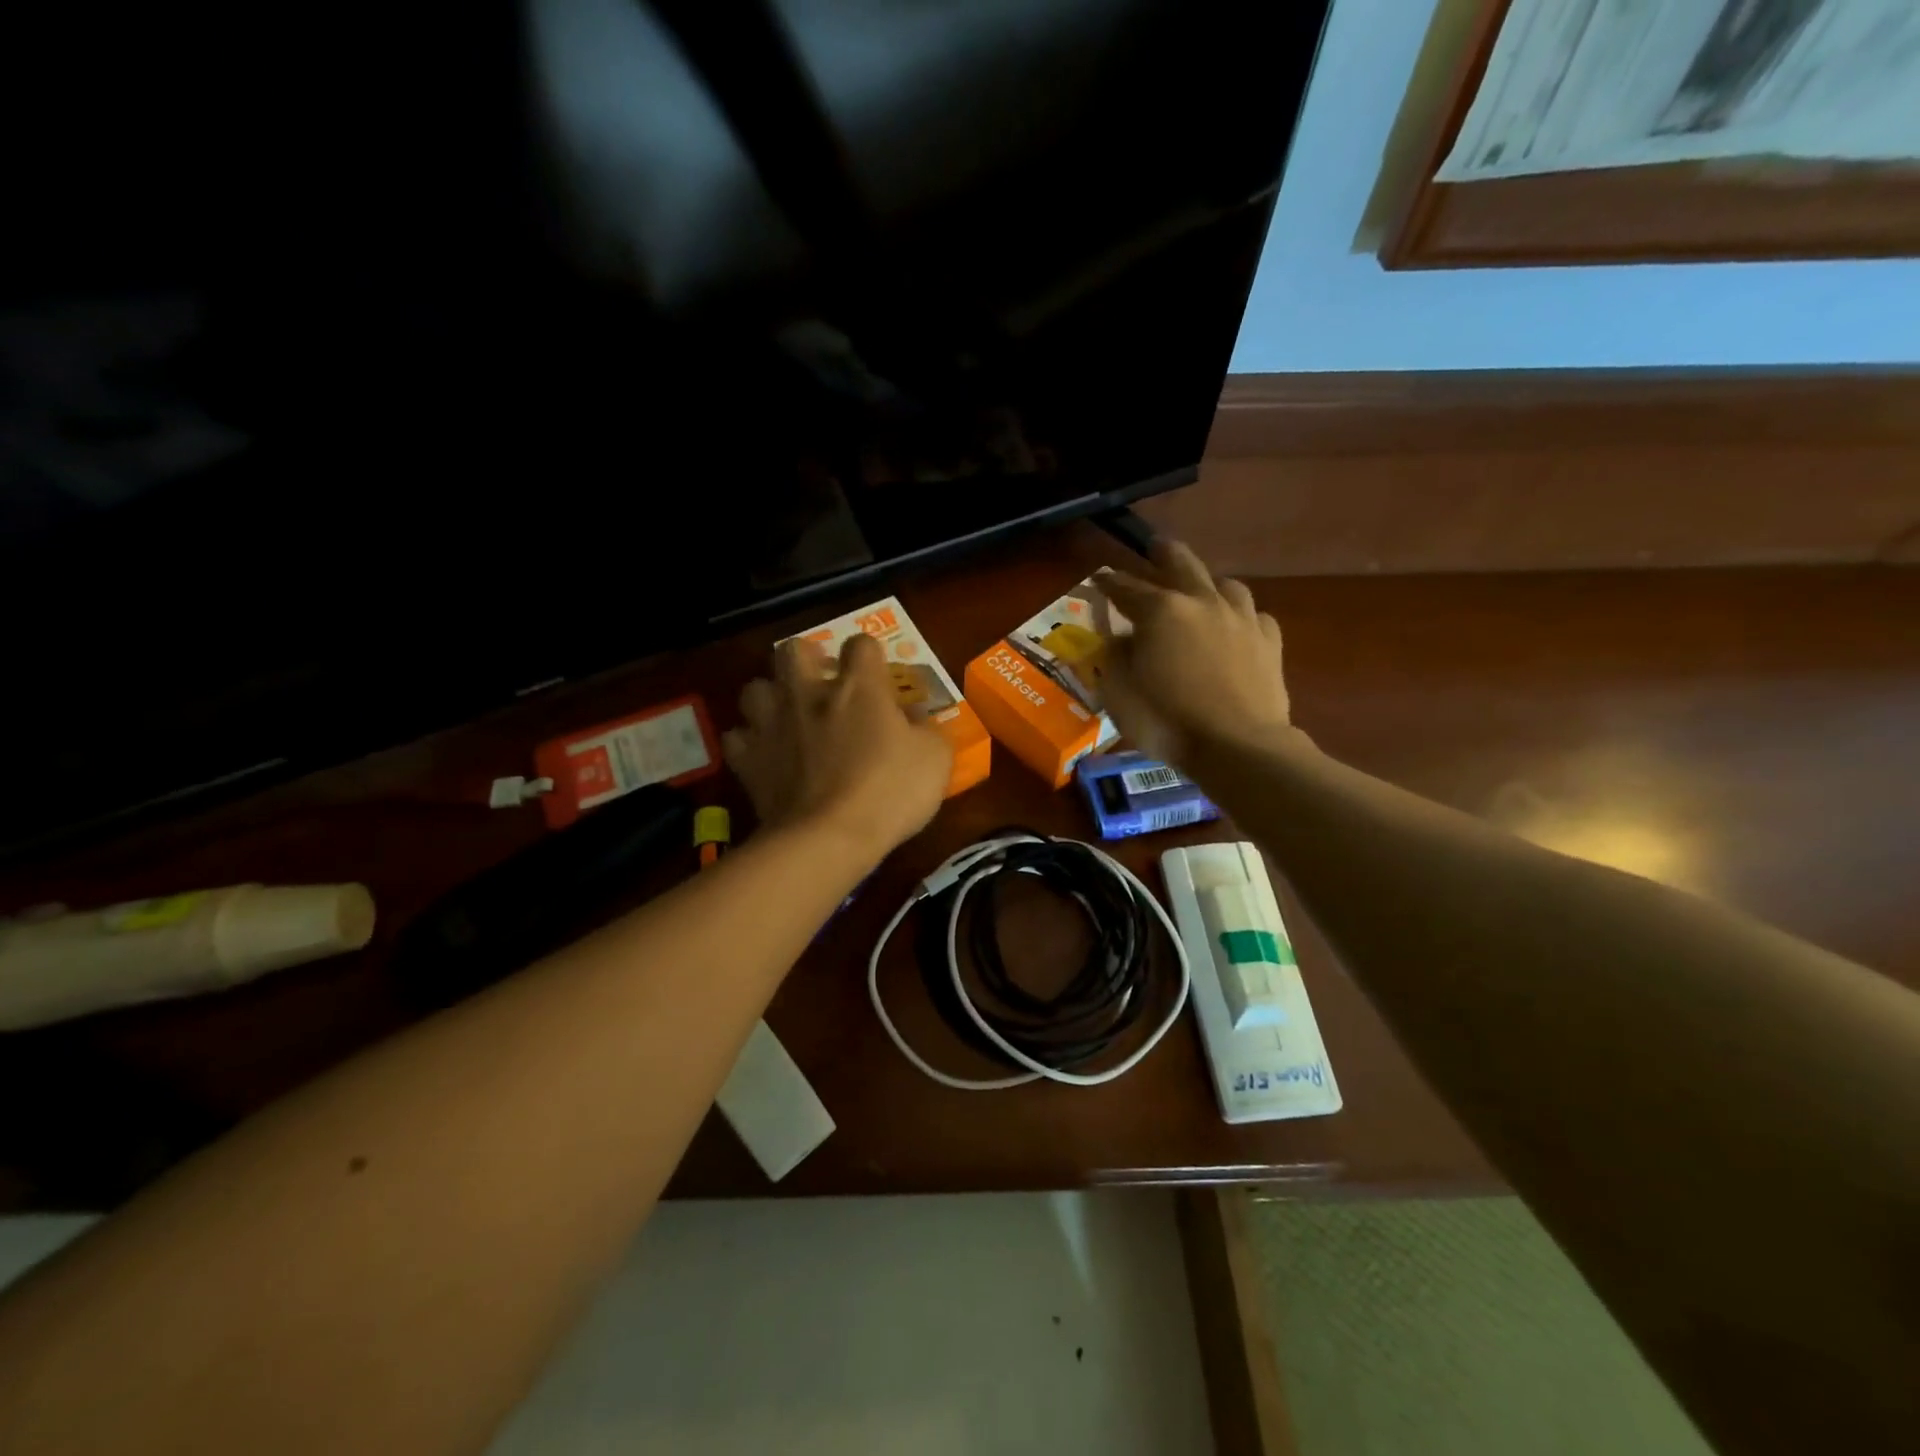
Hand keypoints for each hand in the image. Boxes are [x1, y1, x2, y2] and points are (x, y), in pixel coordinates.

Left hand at [724, 633, 952, 862]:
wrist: (829, 838)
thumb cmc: (889, 792)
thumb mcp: (934, 759)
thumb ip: (926, 730)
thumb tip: (914, 719)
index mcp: (859, 687)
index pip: (861, 644)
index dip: (870, 655)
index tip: (878, 677)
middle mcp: (808, 694)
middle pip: (794, 650)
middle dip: (807, 660)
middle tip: (822, 684)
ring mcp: (771, 725)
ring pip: (755, 688)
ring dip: (771, 699)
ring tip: (787, 718)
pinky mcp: (747, 760)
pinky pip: (737, 738)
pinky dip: (750, 743)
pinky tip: (765, 756)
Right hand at [1095, 541, 1296, 766]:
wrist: (1238, 746)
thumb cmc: (1167, 721)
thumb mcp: (1119, 693)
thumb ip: (1114, 658)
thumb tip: (1120, 640)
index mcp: (1160, 611)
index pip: (1126, 588)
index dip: (1109, 582)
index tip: (1099, 578)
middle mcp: (1202, 602)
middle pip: (1182, 564)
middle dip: (1163, 554)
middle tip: (1155, 547)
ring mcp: (1241, 619)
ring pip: (1225, 584)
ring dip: (1208, 581)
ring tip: (1202, 587)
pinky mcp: (1269, 641)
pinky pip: (1255, 615)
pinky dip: (1240, 616)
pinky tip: (1236, 626)